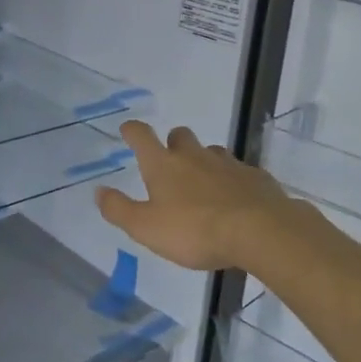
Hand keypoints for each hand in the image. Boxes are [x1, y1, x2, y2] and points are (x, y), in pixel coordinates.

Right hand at [96, 121, 319, 272]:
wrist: (261, 231)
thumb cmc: (195, 230)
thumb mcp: (146, 228)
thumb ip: (119, 209)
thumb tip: (99, 191)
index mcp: (163, 165)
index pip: (142, 136)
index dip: (132, 131)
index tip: (128, 130)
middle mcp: (194, 156)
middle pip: (180, 136)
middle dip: (173, 143)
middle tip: (170, 161)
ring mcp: (228, 164)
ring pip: (212, 152)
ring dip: (204, 161)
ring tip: (203, 185)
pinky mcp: (256, 178)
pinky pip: (240, 172)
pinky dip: (232, 181)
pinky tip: (235, 200)